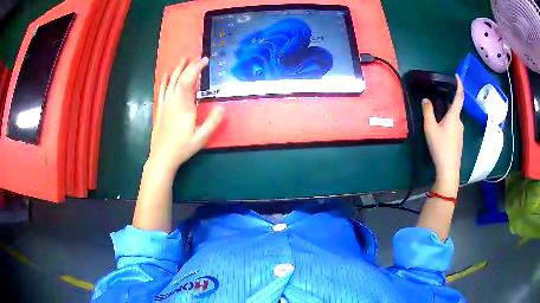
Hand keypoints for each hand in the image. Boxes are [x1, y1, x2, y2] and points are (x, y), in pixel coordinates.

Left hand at [149, 57, 223, 171]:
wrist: (162, 157)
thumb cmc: (182, 148)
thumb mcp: (201, 138)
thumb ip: (212, 122)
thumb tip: (222, 108)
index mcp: (184, 107)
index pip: (189, 81)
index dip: (197, 68)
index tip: (205, 60)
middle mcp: (173, 102)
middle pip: (180, 78)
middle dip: (189, 66)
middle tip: (197, 57)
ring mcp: (165, 105)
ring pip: (171, 82)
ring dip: (178, 69)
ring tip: (184, 59)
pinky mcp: (160, 109)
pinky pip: (162, 91)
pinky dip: (165, 81)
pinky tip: (167, 74)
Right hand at [422, 75, 463, 195]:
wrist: (449, 169)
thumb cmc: (440, 146)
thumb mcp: (430, 128)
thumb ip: (428, 112)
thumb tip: (426, 99)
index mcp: (454, 116)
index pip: (459, 97)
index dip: (459, 85)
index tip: (457, 76)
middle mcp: (459, 122)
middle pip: (454, 109)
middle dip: (446, 104)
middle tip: (436, 104)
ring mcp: (460, 132)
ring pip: (453, 119)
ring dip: (446, 116)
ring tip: (435, 121)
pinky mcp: (459, 140)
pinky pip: (453, 127)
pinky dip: (447, 125)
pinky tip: (440, 133)